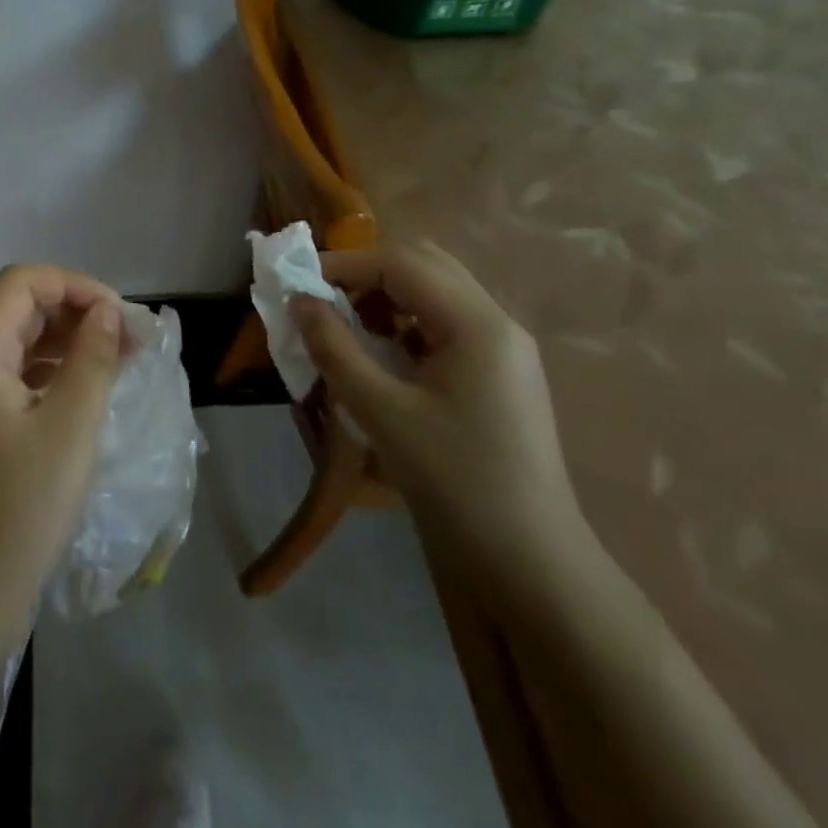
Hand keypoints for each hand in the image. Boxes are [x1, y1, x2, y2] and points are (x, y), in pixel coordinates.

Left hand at [0, 264, 125, 660]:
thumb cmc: (19, 511)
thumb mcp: (69, 428)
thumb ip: (92, 358)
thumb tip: (106, 312)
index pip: (22, 282)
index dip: (74, 285)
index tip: (120, 316)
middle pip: (17, 309)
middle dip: (74, 312)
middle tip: (128, 340)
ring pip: (16, 343)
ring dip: (65, 342)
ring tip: (117, 361)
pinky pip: (11, 378)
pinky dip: (49, 373)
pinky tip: (85, 393)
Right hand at [293, 242, 592, 593]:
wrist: (530, 564)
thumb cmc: (454, 482)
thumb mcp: (381, 413)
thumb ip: (334, 349)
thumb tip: (298, 301)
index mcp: (477, 324)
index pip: (402, 263)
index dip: (345, 264)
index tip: (298, 284)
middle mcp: (498, 323)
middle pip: (425, 265)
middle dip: (367, 274)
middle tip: (324, 302)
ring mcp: (505, 349)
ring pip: (437, 292)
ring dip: (386, 297)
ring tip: (348, 331)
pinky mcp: (501, 374)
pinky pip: (446, 324)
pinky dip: (406, 324)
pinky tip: (383, 358)